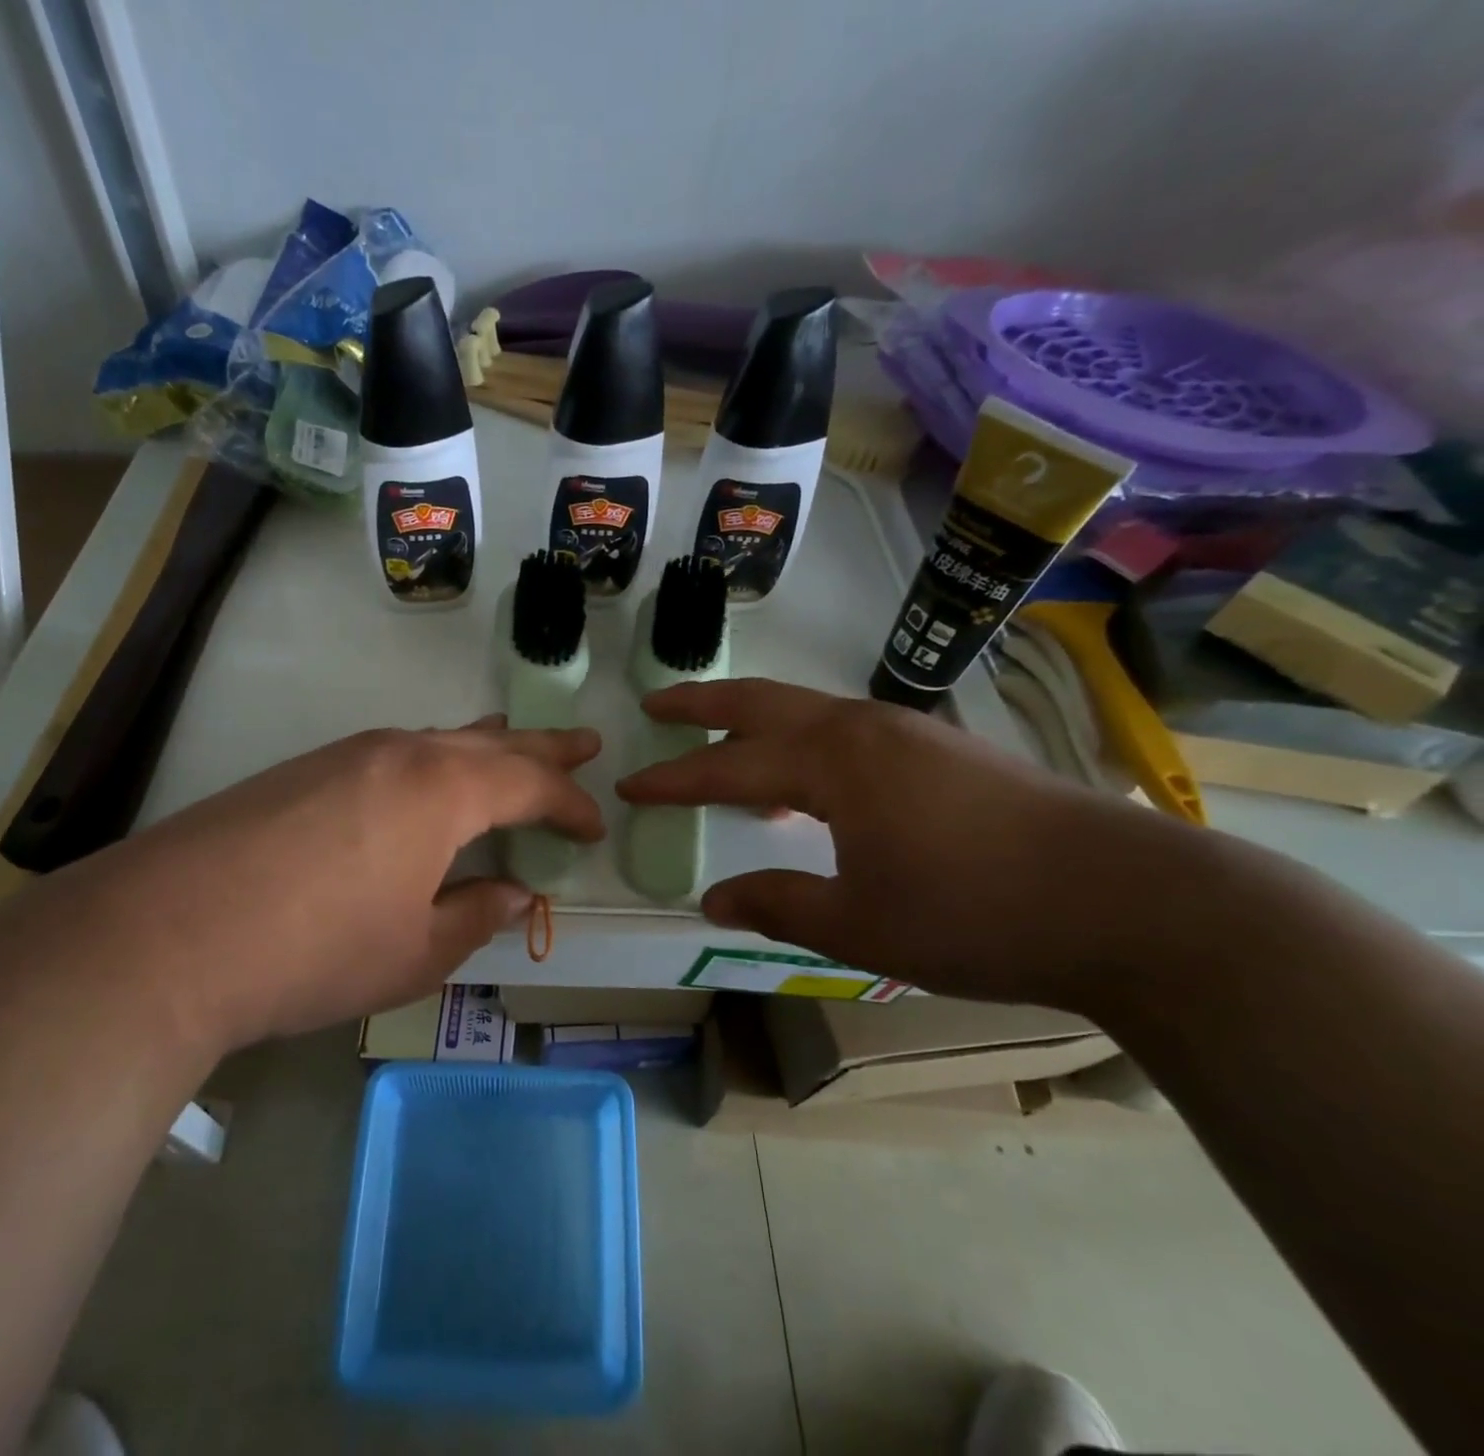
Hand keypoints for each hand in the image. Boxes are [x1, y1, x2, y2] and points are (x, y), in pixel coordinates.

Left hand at [0, 720, 602, 1058]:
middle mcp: (400, 753)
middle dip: (542, 746)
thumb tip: (516, 893)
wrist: (168, 933)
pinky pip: (392, 752)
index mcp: (443, 790)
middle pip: (490, 741)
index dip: (569, 804)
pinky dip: (431, 759)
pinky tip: (424, 779)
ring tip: (511, 742)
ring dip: (483, 745)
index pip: (529, 783)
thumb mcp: (415, 952)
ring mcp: (346, 754)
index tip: (595, 825)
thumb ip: (476, 915)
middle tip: (584, 741)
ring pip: (437, 739)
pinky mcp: (303, 769)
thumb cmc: (316, 951)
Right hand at [616, 679, 1186, 1005]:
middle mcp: (863, 728)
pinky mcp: (943, 750)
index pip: (726, 768)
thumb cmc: (977, 914)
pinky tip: (810, 780)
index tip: (628, 785)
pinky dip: (803, 742)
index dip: (672, 779)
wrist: (1133, 902)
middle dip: (702, 704)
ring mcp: (909, 732)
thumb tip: (712, 898)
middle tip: (655, 704)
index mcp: (833, 763)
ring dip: (755, 720)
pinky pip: (846, 731)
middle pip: (762, 703)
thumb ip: (778, 904)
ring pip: (808, 711)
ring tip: (722, 741)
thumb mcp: (861, 924)